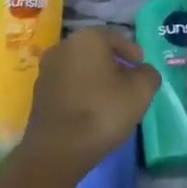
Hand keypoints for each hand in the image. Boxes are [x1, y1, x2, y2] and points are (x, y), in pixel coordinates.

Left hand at [15, 28, 158, 180]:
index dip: (131, 51)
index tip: (141, 65)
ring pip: (79, 68)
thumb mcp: (141, 91)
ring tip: (111, 98)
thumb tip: (143, 71)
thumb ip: (148, 74)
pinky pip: (67, 85)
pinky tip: (91, 110)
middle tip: (129, 81)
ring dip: (95, 78)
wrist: (57, 150)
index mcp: (87, 39)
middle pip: (95, 51)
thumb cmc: (103, 112)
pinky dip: (81, 92)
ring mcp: (46, 71)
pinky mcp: (38, 94)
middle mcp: (63, 47)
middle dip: (113, 64)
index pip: (115, 37)